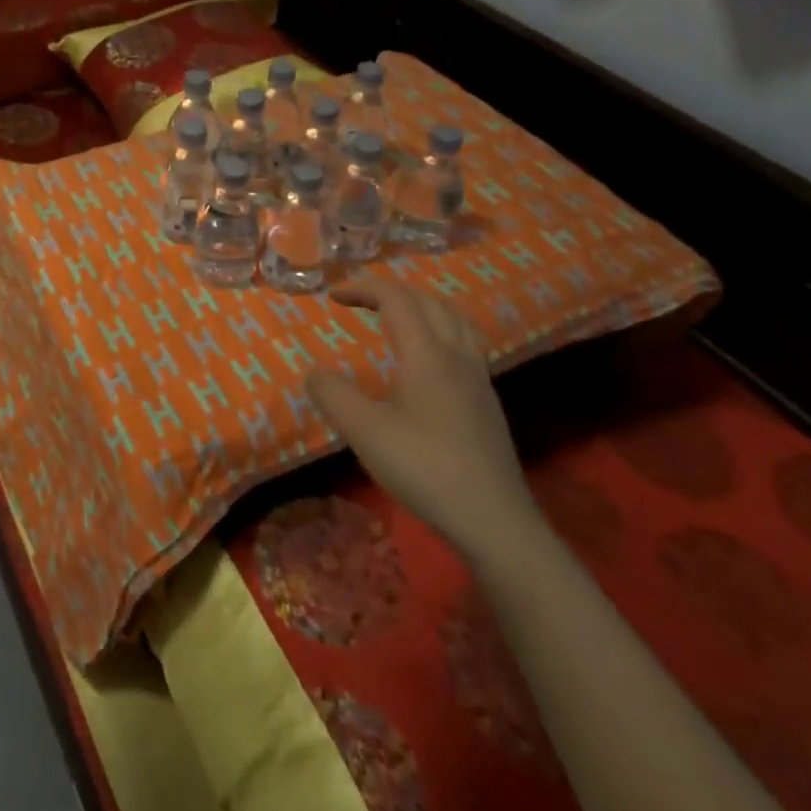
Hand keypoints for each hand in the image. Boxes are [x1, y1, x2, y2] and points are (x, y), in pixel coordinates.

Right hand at [309, 277, 542, 566]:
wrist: (495, 522)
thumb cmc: (426, 469)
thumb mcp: (365, 432)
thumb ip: (333, 394)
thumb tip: (315, 372)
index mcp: (427, 355)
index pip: (396, 299)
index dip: (363, 288)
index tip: (333, 296)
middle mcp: (457, 356)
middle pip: (429, 301)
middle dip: (391, 292)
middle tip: (359, 301)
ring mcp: (478, 379)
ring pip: (455, 319)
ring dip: (421, 306)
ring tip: (396, 317)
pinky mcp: (487, 402)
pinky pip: (465, 343)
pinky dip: (439, 330)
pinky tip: (426, 359)